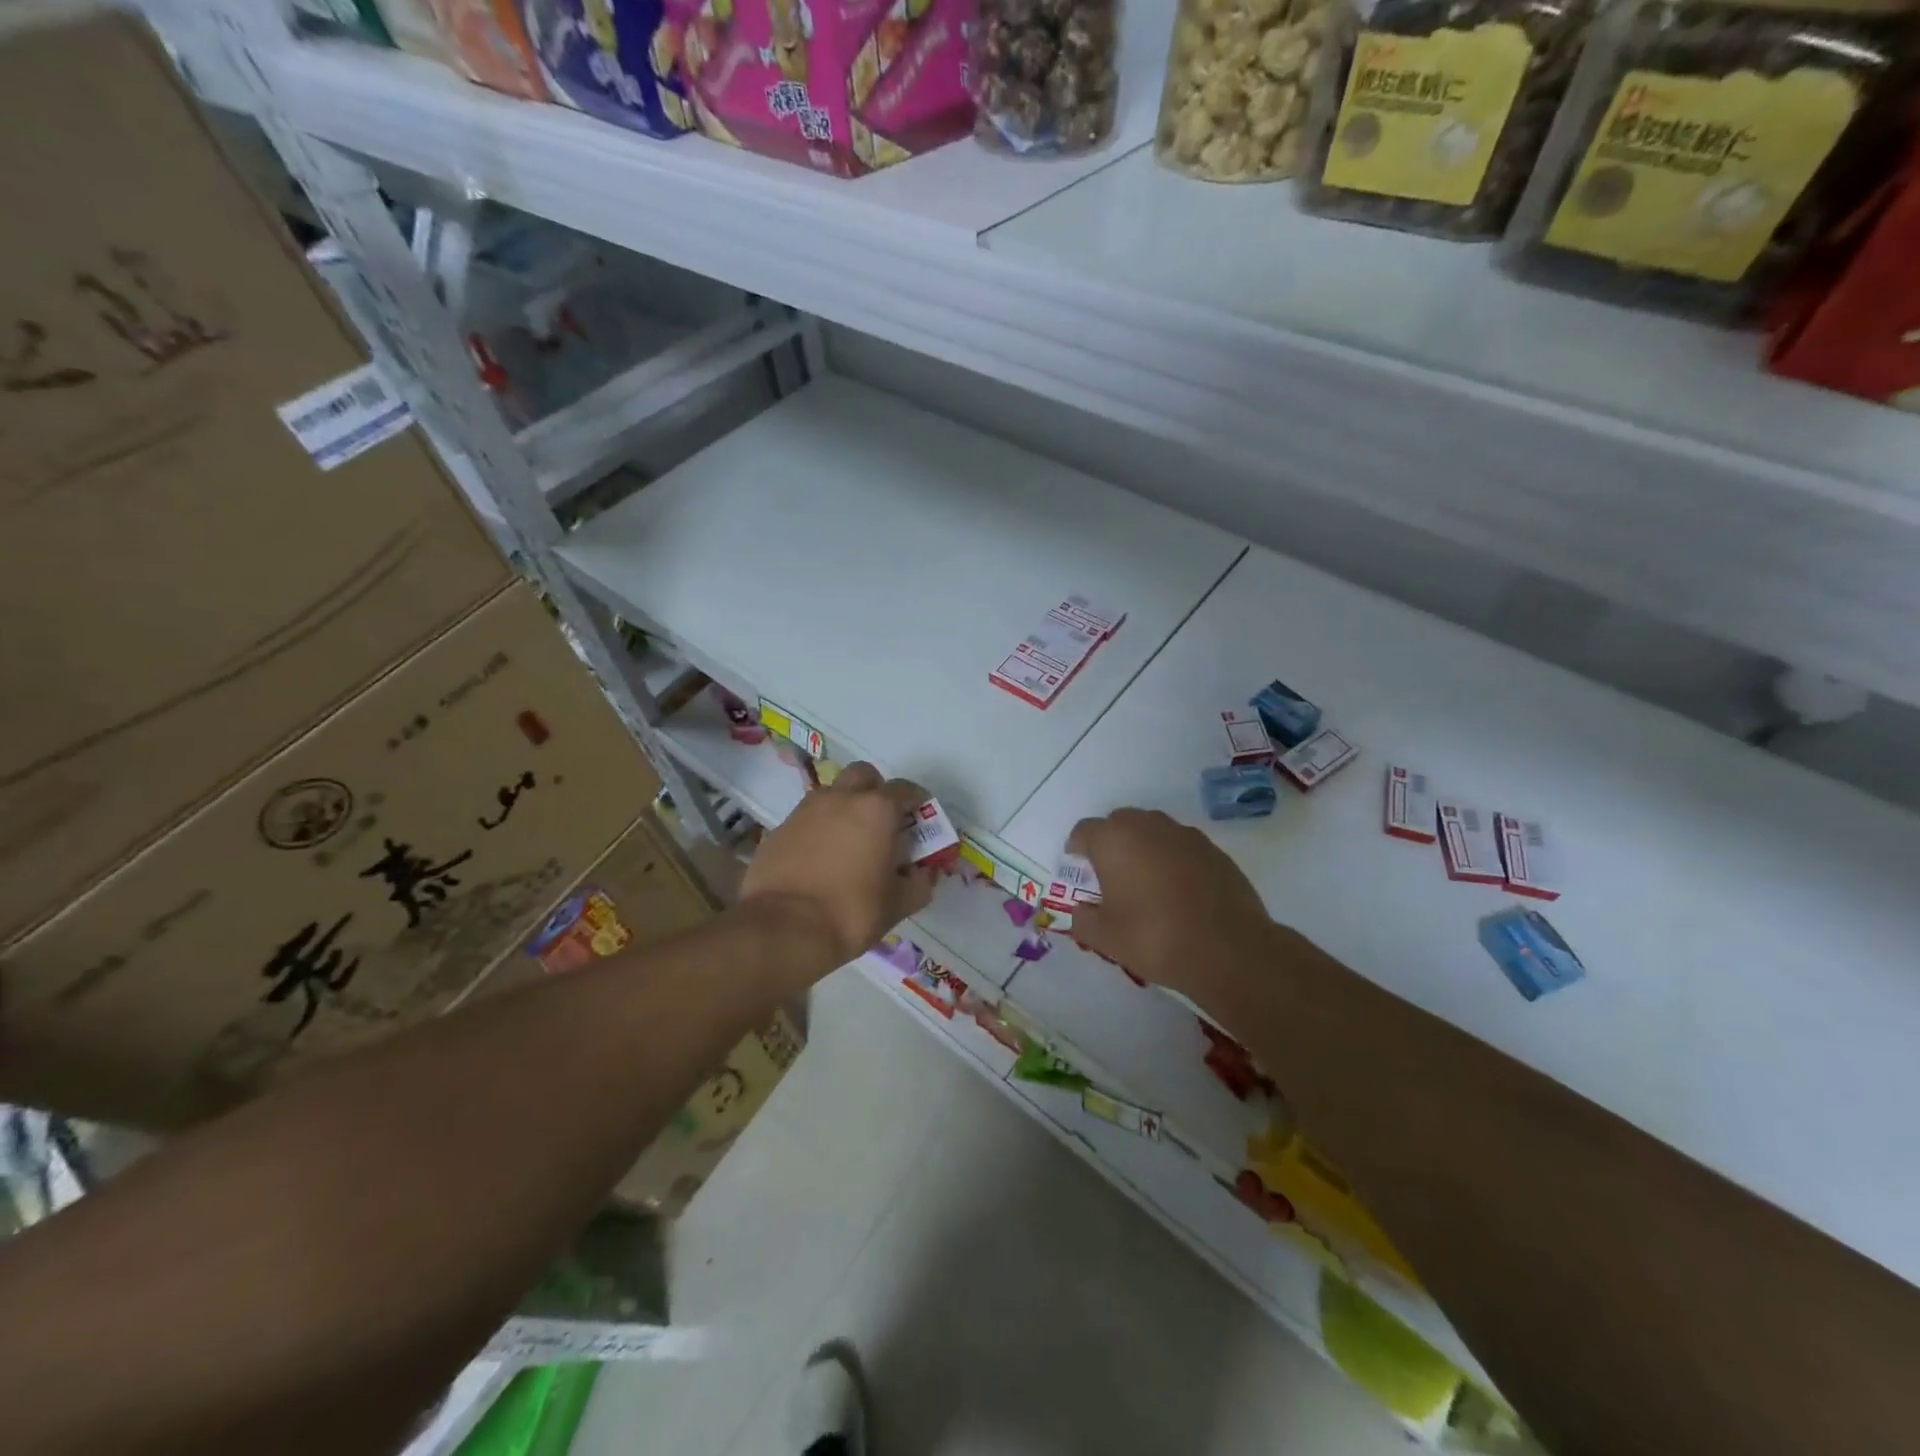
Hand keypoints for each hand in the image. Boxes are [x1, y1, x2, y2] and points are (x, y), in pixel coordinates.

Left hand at [741, 761, 936, 971]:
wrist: (784, 929)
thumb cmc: (851, 912)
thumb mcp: (898, 904)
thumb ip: (918, 884)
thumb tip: (922, 875)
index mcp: (877, 810)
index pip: (905, 789)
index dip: (916, 801)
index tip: (920, 817)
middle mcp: (841, 798)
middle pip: (863, 775)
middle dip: (875, 790)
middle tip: (882, 820)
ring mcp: (805, 811)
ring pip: (831, 793)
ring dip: (844, 807)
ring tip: (849, 841)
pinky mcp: (778, 829)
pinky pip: (806, 819)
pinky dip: (817, 830)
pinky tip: (819, 859)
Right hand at [1067, 809, 1275, 1008]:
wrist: (1229, 950)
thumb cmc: (1155, 938)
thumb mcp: (1105, 938)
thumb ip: (1083, 920)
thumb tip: (1081, 910)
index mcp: (1113, 840)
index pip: (1084, 831)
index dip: (1077, 849)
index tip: (1079, 869)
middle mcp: (1147, 826)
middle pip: (1119, 823)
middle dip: (1111, 843)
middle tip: (1110, 874)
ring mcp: (1184, 834)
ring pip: (1152, 830)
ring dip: (1143, 847)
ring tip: (1146, 881)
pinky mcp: (1213, 849)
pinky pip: (1181, 846)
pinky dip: (1172, 859)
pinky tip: (1178, 889)